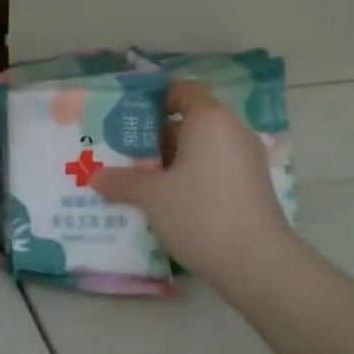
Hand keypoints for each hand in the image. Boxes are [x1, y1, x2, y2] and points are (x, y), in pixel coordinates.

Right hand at [93, 80, 294, 286]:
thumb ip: (123, 181)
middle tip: (128, 152)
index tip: (130, 118)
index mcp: (209, 119)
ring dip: (175, 159)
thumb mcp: (152, 196)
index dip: (157, 98)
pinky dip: (194, 175)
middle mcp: (232, 130)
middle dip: (158, 135)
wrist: (257, 264)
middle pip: (191, 120)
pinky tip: (171, 200)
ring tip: (143, 179)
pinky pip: (217, 167)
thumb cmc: (201, 213)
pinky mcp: (253, 185)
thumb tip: (96, 177)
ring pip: (203, 146)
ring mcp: (247, 159)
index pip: (183, 90)